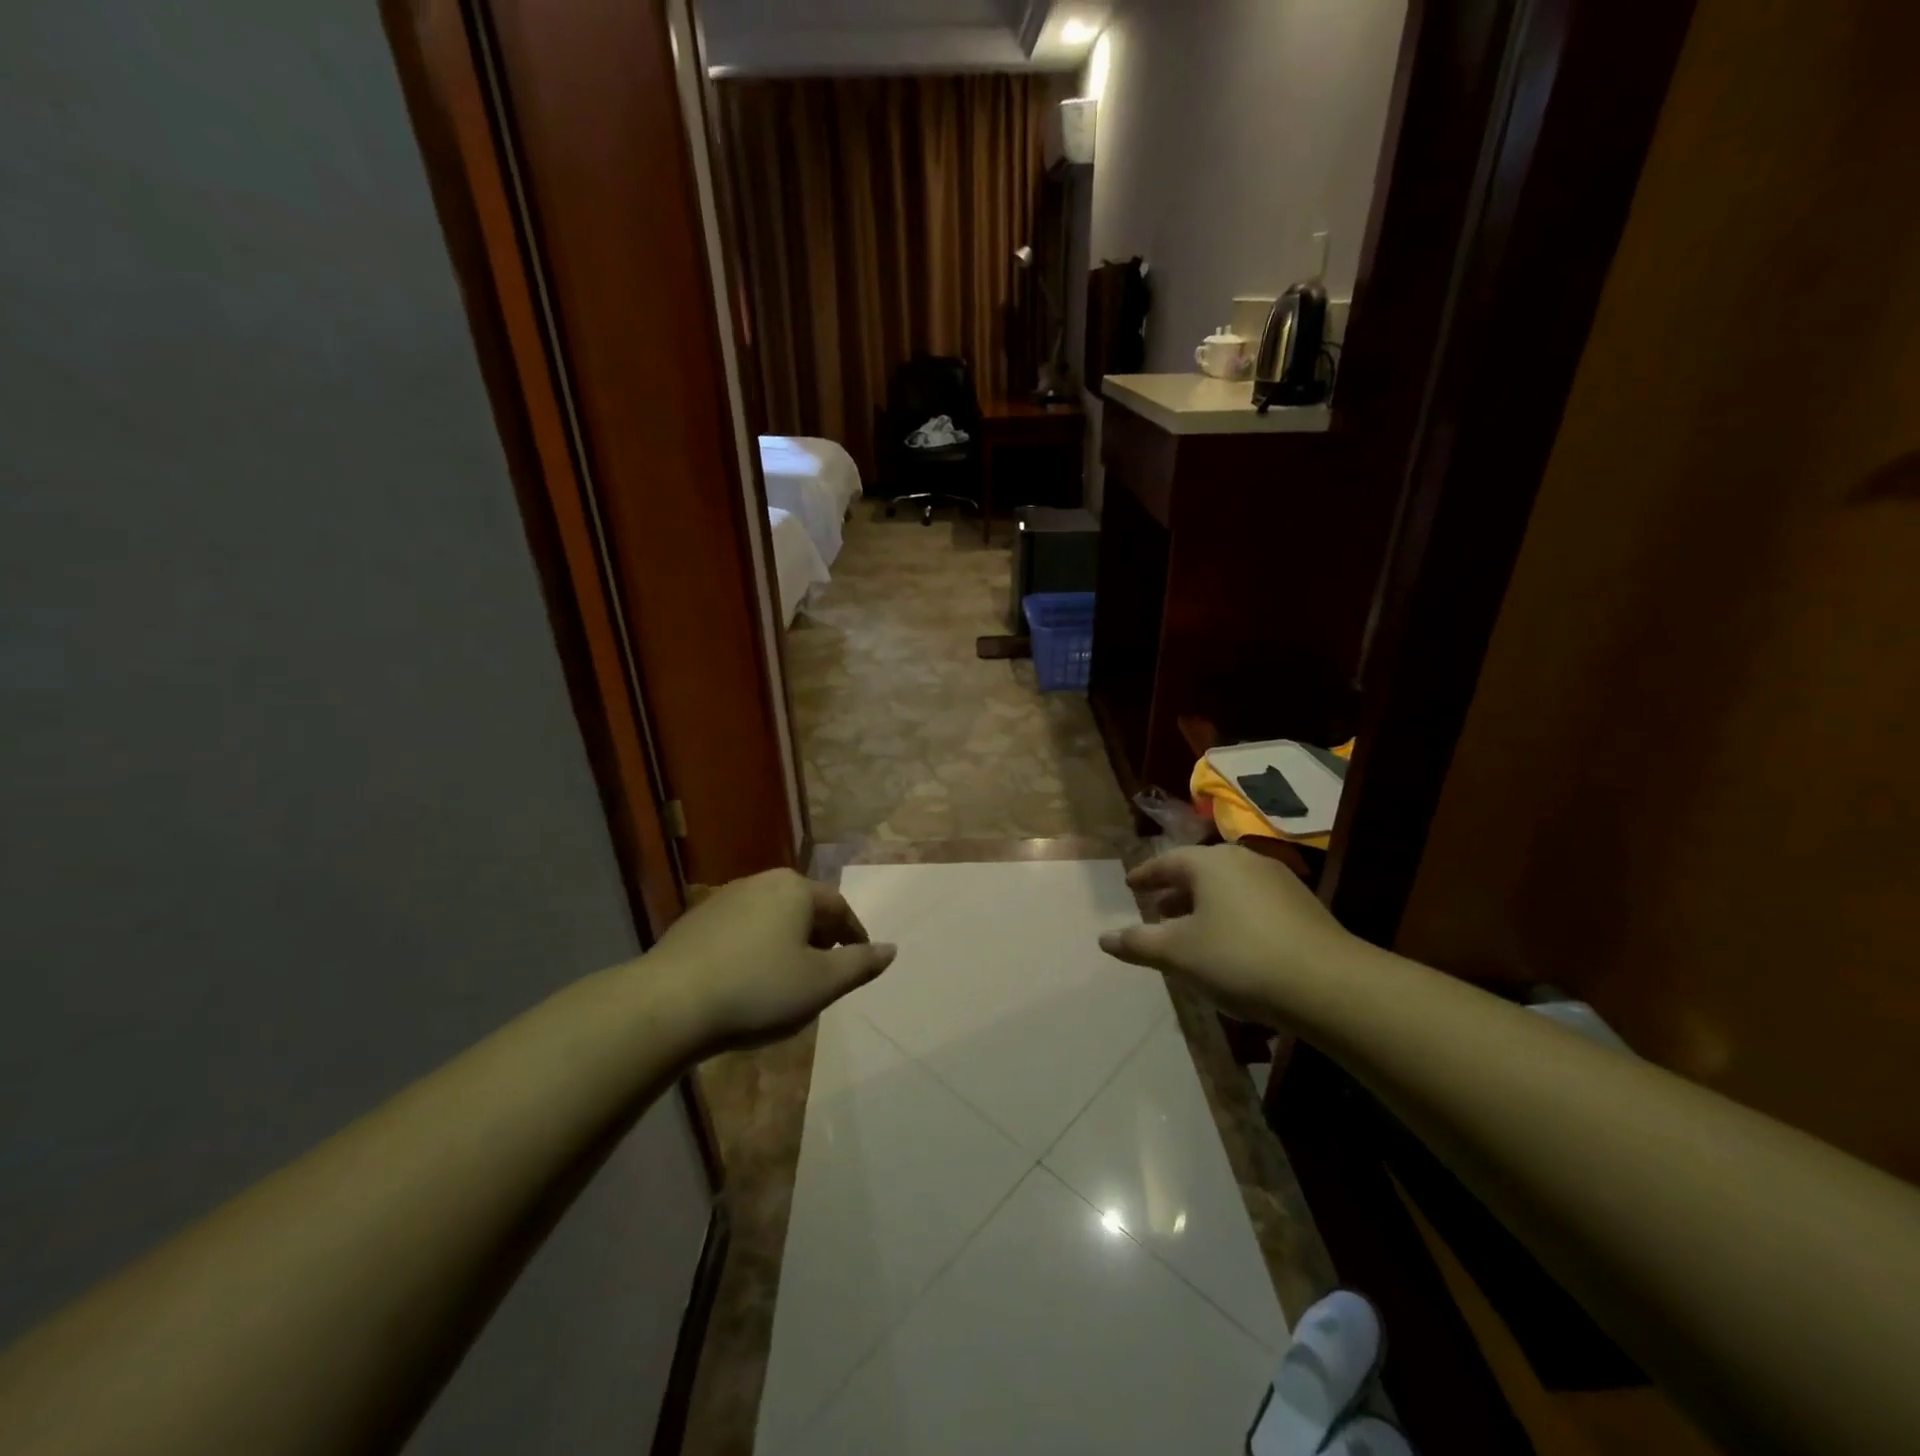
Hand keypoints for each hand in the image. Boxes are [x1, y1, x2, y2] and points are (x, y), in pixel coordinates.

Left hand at [649, 870, 896, 1051]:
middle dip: (821, 936)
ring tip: (789, 978)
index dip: (854, 936)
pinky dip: (756, 947)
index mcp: (795, 889)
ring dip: (788, 941)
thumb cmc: (758, 990)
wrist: (669, 1004)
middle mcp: (761, 882)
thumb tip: (891, 949)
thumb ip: (860, 964)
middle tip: (827, 971)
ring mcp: (724, 899)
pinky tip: (748, 979)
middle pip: (805, 907)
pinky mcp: (696, 921)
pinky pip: (742, 929)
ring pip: (772, 917)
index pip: (839, 907)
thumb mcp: (820, 984)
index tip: (859, 963)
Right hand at [1098, 844, 1353, 1023]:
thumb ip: (1138, 943)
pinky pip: (1252, 903)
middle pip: (1199, 872)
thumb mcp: (1178, 953)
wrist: (1328, 984)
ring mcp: (1277, 881)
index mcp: (1209, 863)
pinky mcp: (1302, 906)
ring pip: (1228, 888)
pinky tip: (1233, 945)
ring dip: (1204, 905)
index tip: (1131, 885)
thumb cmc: (1239, 958)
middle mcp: (1243, 861)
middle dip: (1176, 891)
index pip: (1167, 861)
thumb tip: (1104, 938)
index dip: (1146, 875)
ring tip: (1192, 932)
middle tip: (1157, 910)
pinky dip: (1232, 916)